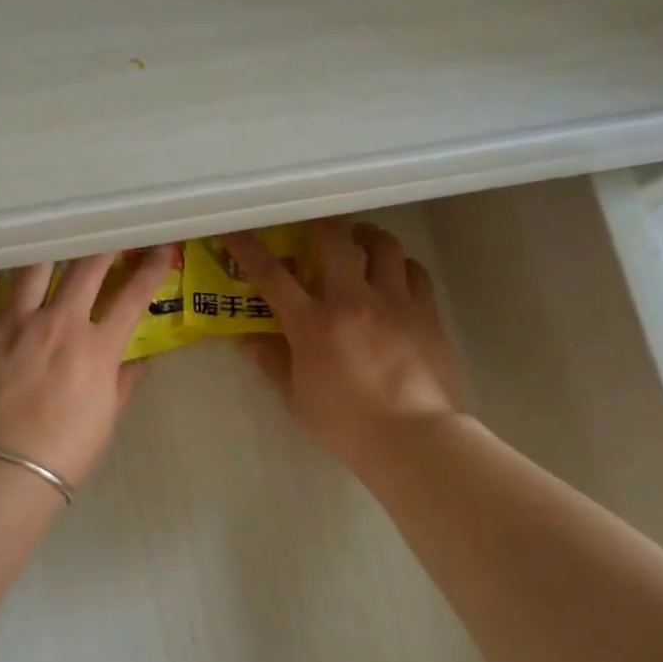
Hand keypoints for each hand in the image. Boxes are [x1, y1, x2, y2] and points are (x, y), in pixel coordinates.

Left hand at [0, 248, 174, 485]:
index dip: (152, 270)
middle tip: (107, 233)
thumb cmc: (66, 450)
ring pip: (30, 270)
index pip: (132, 298)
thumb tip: (140, 363)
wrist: (7, 469)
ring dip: (43, 252)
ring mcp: (12, 324)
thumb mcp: (106, 418)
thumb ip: (123, 384)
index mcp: (96, 346)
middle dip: (102, 247)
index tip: (163, 249)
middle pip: (85, 271)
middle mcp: (57, 323)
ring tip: (45, 236)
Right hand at [225, 220, 464, 472]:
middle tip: (315, 228)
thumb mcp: (297, 397)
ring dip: (366, 237)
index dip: (248, 248)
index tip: (235, 230)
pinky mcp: (427, 312)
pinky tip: (396, 275)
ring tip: (360, 242)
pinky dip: (401, 266)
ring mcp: (394, 301)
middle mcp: (352, 300)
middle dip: (319, 224)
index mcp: (313, 323)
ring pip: (383, 245)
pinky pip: (415, 271)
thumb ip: (272, 361)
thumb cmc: (346, 423)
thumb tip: (246, 339)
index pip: (272, 275)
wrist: (413, 437)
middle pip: (334, 239)